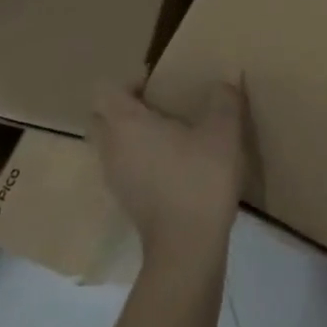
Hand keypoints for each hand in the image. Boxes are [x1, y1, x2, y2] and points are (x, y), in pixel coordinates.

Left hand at [89, 78, 246, 268]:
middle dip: (123, 107)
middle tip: (158, 105)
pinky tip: (170, 164)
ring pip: (109, 144)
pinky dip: (137, 158)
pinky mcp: (125, 200)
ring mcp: (114, 177)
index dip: (129, 82)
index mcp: (126, 124)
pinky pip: (121, 166)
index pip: (107, 90)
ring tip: (167, 134)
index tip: (158, 84)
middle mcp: (111, 148)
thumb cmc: (199, 179)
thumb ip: (224, 100)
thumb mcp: (223, 133)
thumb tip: (226, 78)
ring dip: (129, 134)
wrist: (187, 247)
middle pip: (100, 117)